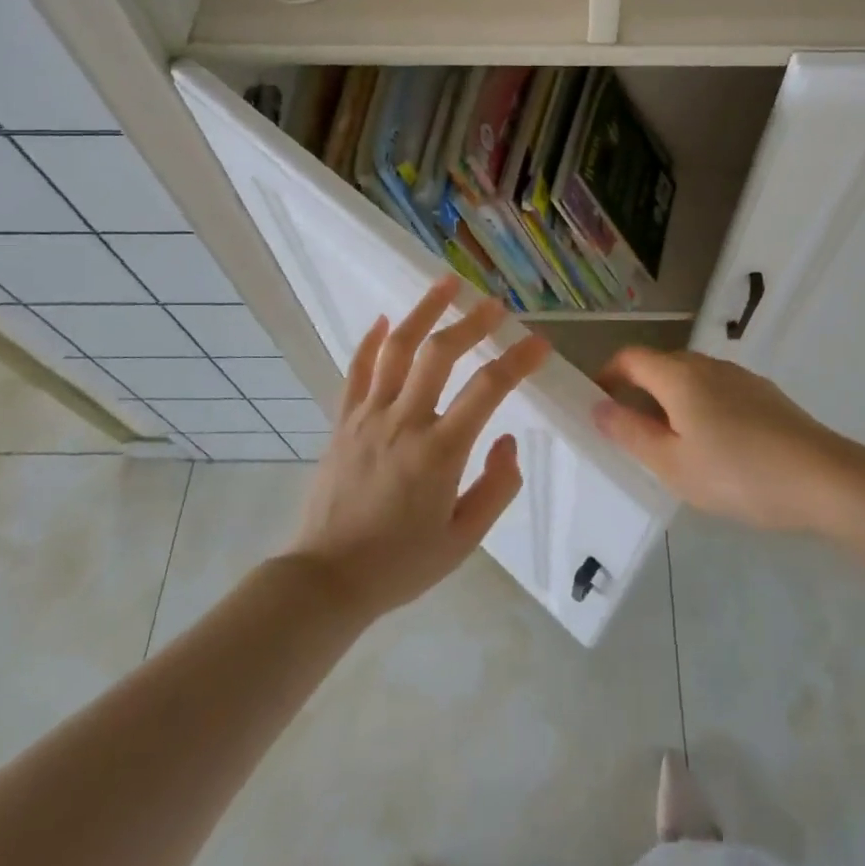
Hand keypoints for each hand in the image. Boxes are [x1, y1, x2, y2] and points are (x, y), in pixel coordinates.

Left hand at [290, 276, 548, 619]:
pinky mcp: (342, 421)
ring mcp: (368, 417)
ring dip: (423, 311)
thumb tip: (507, 440)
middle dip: (471, 322)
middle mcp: (404, 422)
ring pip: (396, 349)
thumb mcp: (463, 540)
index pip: (487, 390)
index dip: (517, 361)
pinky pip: (356, 371)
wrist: (325, 581)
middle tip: (494, 304)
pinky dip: (370, 341)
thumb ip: (496, 488)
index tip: (539, 343)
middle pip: (439, 354)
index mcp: (439, 452)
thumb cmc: (400, 564)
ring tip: (445, 284)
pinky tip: (381, 318)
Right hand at [592, 348, 850, 531]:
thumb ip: (630, 433)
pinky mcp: (765, 394)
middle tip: (632, 433)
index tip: (598, 404)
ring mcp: (740, 377)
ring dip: (671, 400)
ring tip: (673, 444)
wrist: (824, 478)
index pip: (630, 357)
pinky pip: (718, 390)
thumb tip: (598, 407)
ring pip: (691, 378)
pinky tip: (716, 446)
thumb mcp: (673, 464)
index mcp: (678, 376)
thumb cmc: (738, 473)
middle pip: (660, 365)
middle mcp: (707, 365)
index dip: (607, 375)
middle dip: (638, 391)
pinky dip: (701, 406)